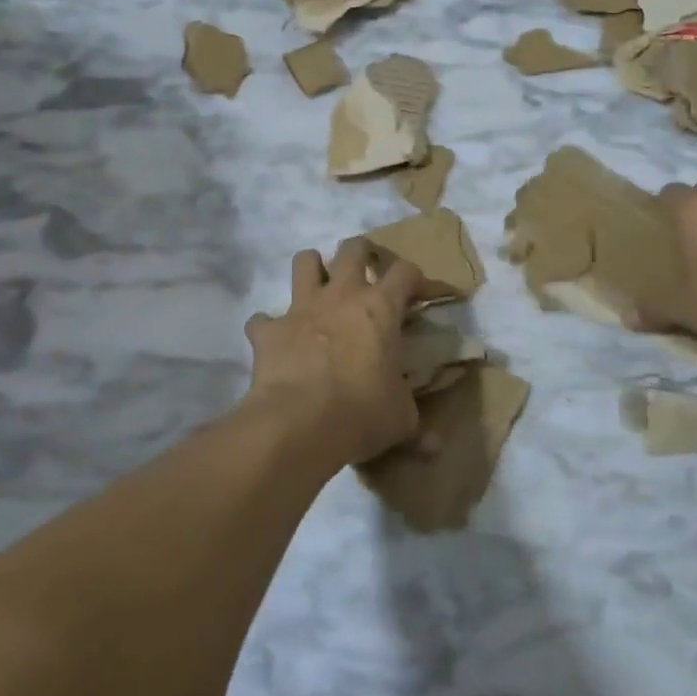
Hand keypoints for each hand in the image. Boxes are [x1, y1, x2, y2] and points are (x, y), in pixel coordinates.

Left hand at [243, 240, 424, 467]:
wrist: (299, 423)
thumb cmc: (362, 412)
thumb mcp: (400, 420)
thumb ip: (416, 425)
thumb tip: (435, 447)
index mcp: (381, 308)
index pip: (406, 271)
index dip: (415, 277)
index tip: (419, 293)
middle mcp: (342, 295)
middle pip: (352, 248)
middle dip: (362, 252)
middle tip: (367, 270)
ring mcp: (301, 308)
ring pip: (304, 261)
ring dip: (312, 269)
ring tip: (318, 287)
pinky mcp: (269, 330)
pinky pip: (261, 319)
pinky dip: (267, 327)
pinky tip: (274, 340)